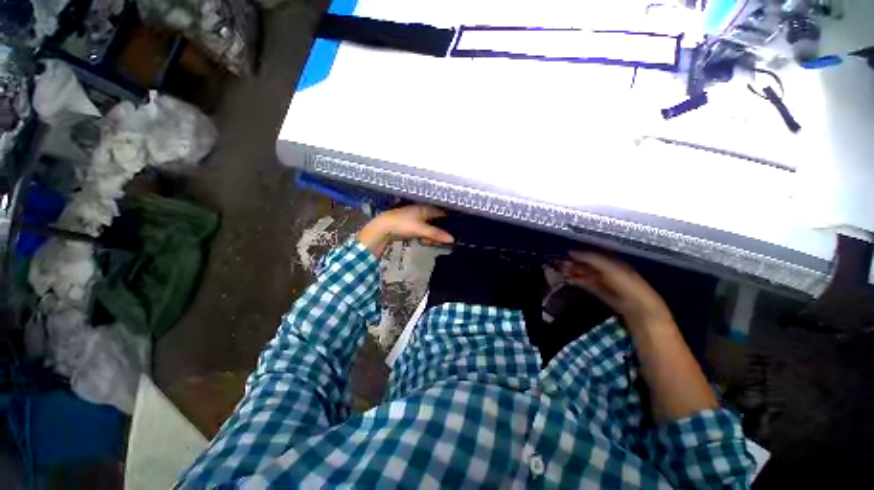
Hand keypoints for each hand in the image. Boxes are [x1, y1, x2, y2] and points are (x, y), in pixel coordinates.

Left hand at [358, 205, 453, 256]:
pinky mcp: (410, 225)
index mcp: (425, 208)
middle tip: (449, 237)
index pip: (442, 212)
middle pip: (436, 219)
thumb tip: (452, 239)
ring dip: (434, 234)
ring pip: (430, 226)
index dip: (450, 218)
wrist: (382, 228)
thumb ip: (436, 234)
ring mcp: (415, 218)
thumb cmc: (402, 224)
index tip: (459, 225)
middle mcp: (421, 211)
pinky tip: (427, 241)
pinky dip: (426, 235)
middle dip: (442, 228)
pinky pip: (423, 230)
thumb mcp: (421, 229)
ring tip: (438, 241)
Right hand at [561, 251, 672, 331]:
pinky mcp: (604, 295)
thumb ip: (592, 259)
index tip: (565, 252)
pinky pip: (588, 285)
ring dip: (575, 271)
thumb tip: (571, 252)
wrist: (642, 312)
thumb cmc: (628, 286)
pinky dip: (579, 281)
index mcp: (615, 262)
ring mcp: (607, 283)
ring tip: (561, 270)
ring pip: (587, 274)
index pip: (594, 254)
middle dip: (575, 262)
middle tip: (558, 262)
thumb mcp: (610, 268)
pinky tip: (570, 280)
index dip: (581, 252)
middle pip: (589, 264)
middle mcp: (611, 270)